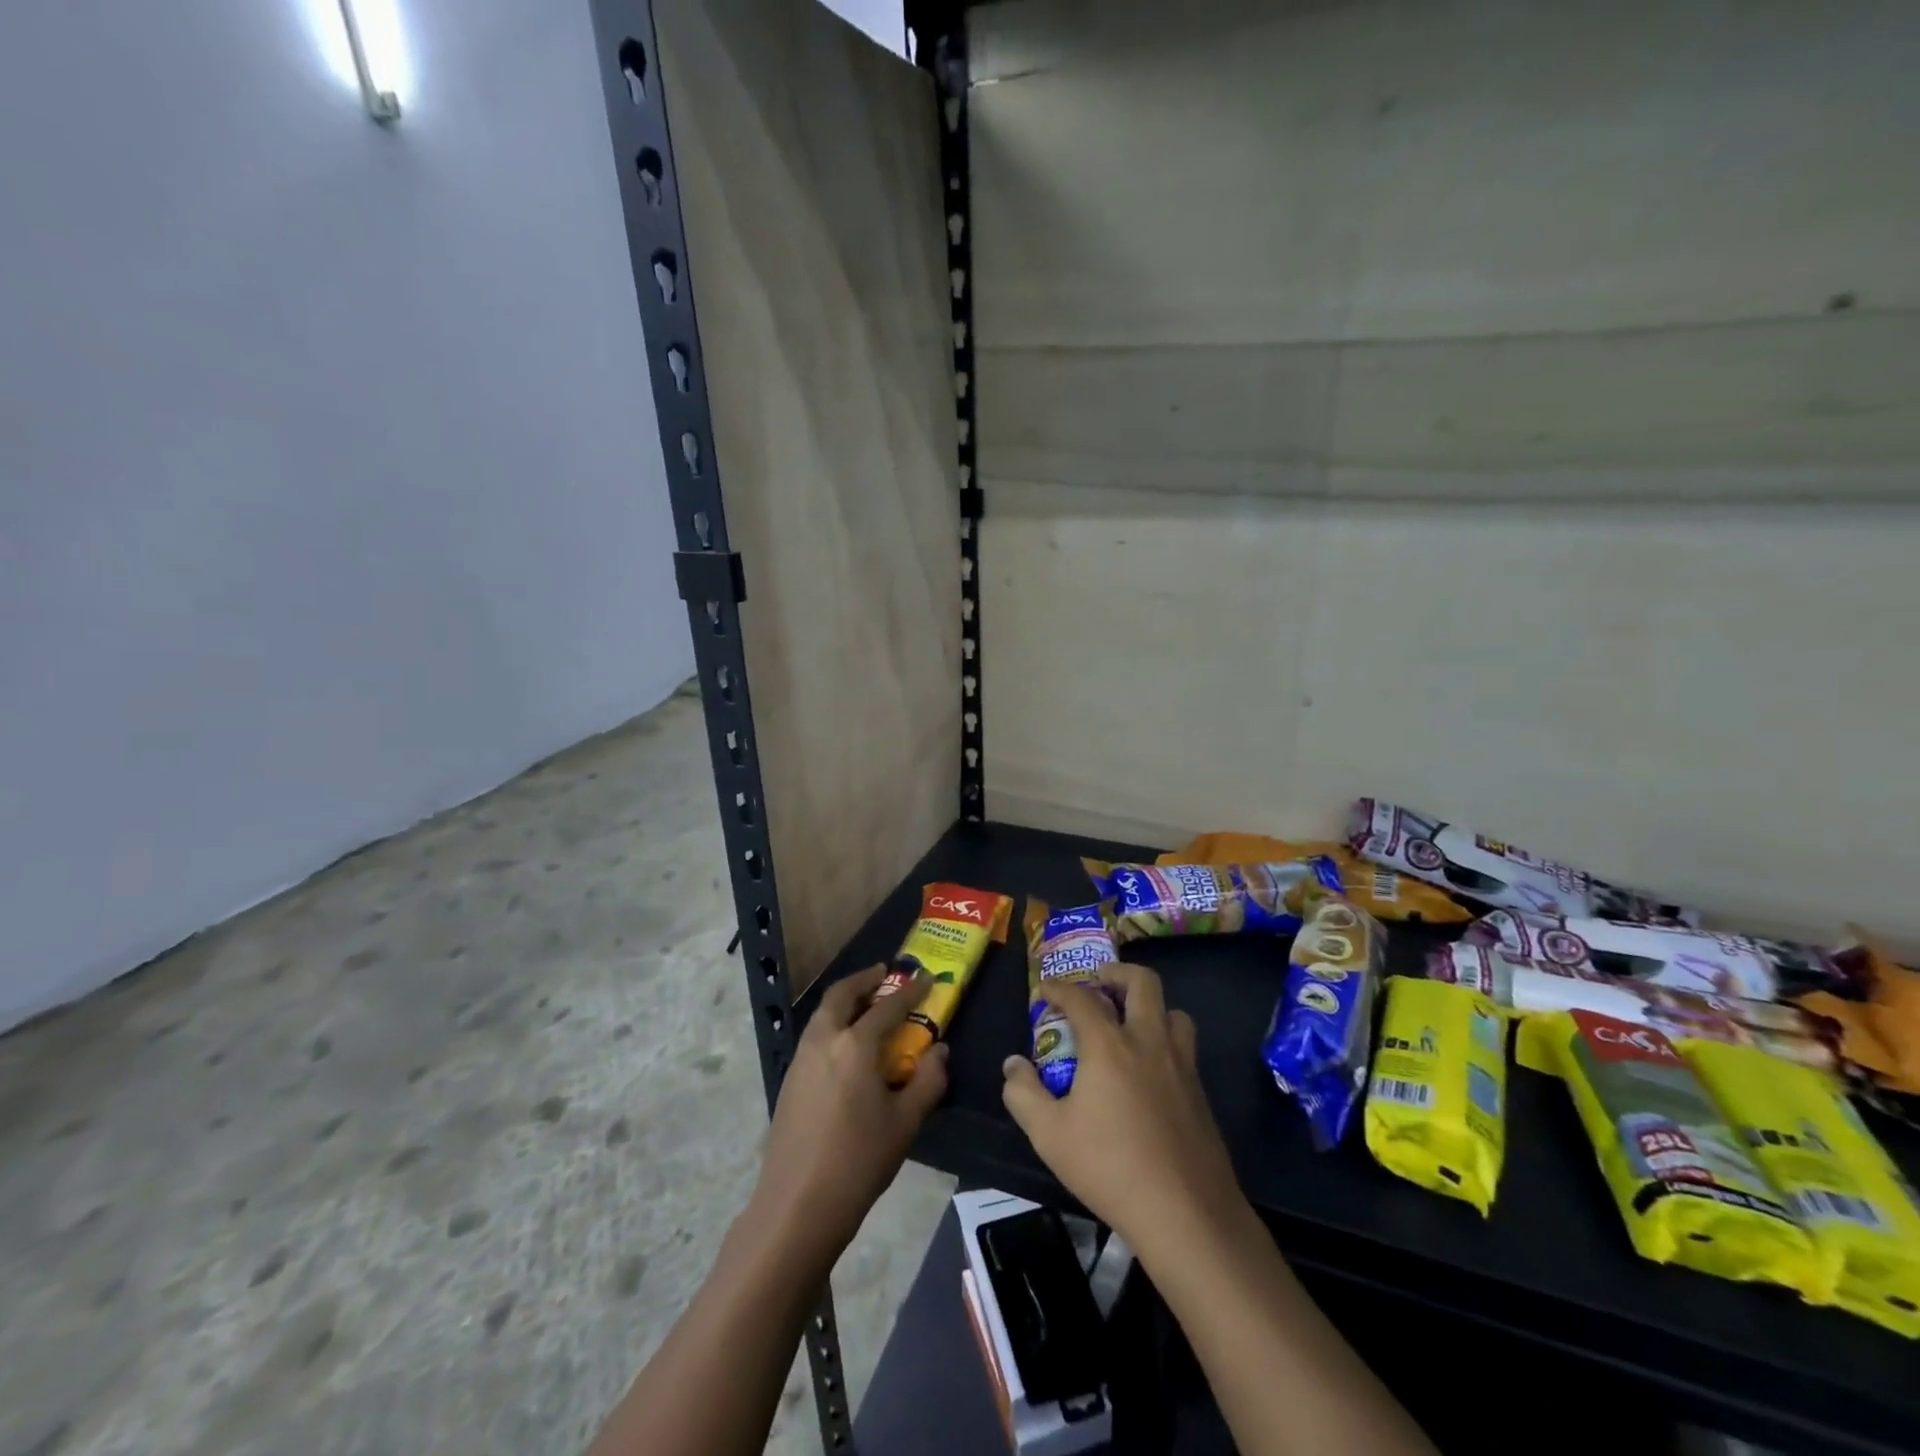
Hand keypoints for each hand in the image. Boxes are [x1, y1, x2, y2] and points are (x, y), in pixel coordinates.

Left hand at [750, 965, 947, 1259]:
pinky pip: (815, 1036)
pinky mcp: (789, 1080)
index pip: (887, 1006)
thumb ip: (928, 1080)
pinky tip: (847, 1047)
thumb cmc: (858, 1161)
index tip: (927, 978)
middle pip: (841, 995)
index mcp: (854, 1045)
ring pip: (823, 1014)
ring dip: (846, 1001)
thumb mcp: (905, 1122)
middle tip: (884, 974)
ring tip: (867, 1005)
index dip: (910, 991)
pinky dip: (833, 1024)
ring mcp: (800, 1059)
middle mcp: (823, 1041)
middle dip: (864, 980)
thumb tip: (939, 1050)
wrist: (797, 1206)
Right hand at [1002, 962, 1245, 1256]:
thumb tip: (1013, 1064)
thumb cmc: (1110, 1167)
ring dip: (1150, 1006)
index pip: (1081, 998)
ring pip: (1173, 1012)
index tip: (1046, 989)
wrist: (1186, 1213)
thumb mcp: (1049, 1135)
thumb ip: (1023, 1094)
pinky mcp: (1200, 1092)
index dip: (1059, 988)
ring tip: (1130, 1022)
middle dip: (1117, 973)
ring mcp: (1181, 1065)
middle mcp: (1149, 1041)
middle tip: (1099, 982)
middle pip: (1142, 983)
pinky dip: (1165, 1040)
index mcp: (1109, 1045)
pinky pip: (1184, 1047)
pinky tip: (1150, 1071)